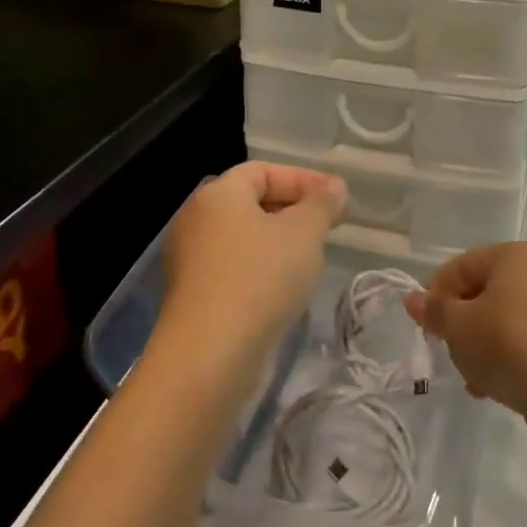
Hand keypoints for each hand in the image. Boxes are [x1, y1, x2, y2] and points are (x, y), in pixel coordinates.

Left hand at [154, 161, 345, 387]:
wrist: (208, 355)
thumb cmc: (259, 279)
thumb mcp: (303, 234)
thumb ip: (322, 204)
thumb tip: (334, 187)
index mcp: (218, 194)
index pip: (263, 171)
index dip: (303, 179)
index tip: (337, 199)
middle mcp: (196, 218)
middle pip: (250, 201)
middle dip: (293, 209)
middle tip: (328, 226)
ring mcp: (189, 258)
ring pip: (243, 236)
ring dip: (278, 241)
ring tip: (311, 257)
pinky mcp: (192, 293)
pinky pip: (233, 266)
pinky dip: (260, 267)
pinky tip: (284, 288)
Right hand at [404, 241, 526, 435]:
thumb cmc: (510, 348)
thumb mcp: (459, 329)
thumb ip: (433, 310)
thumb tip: (413, 298)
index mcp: (518, 254)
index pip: (463, 266)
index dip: (436, 295)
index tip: (427, 327)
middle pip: (488, 291)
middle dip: (464, 323)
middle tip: (451, 353)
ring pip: (512, 317)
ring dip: (487, 343)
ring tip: (475, 378)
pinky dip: (515, 354)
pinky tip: (501, 385)